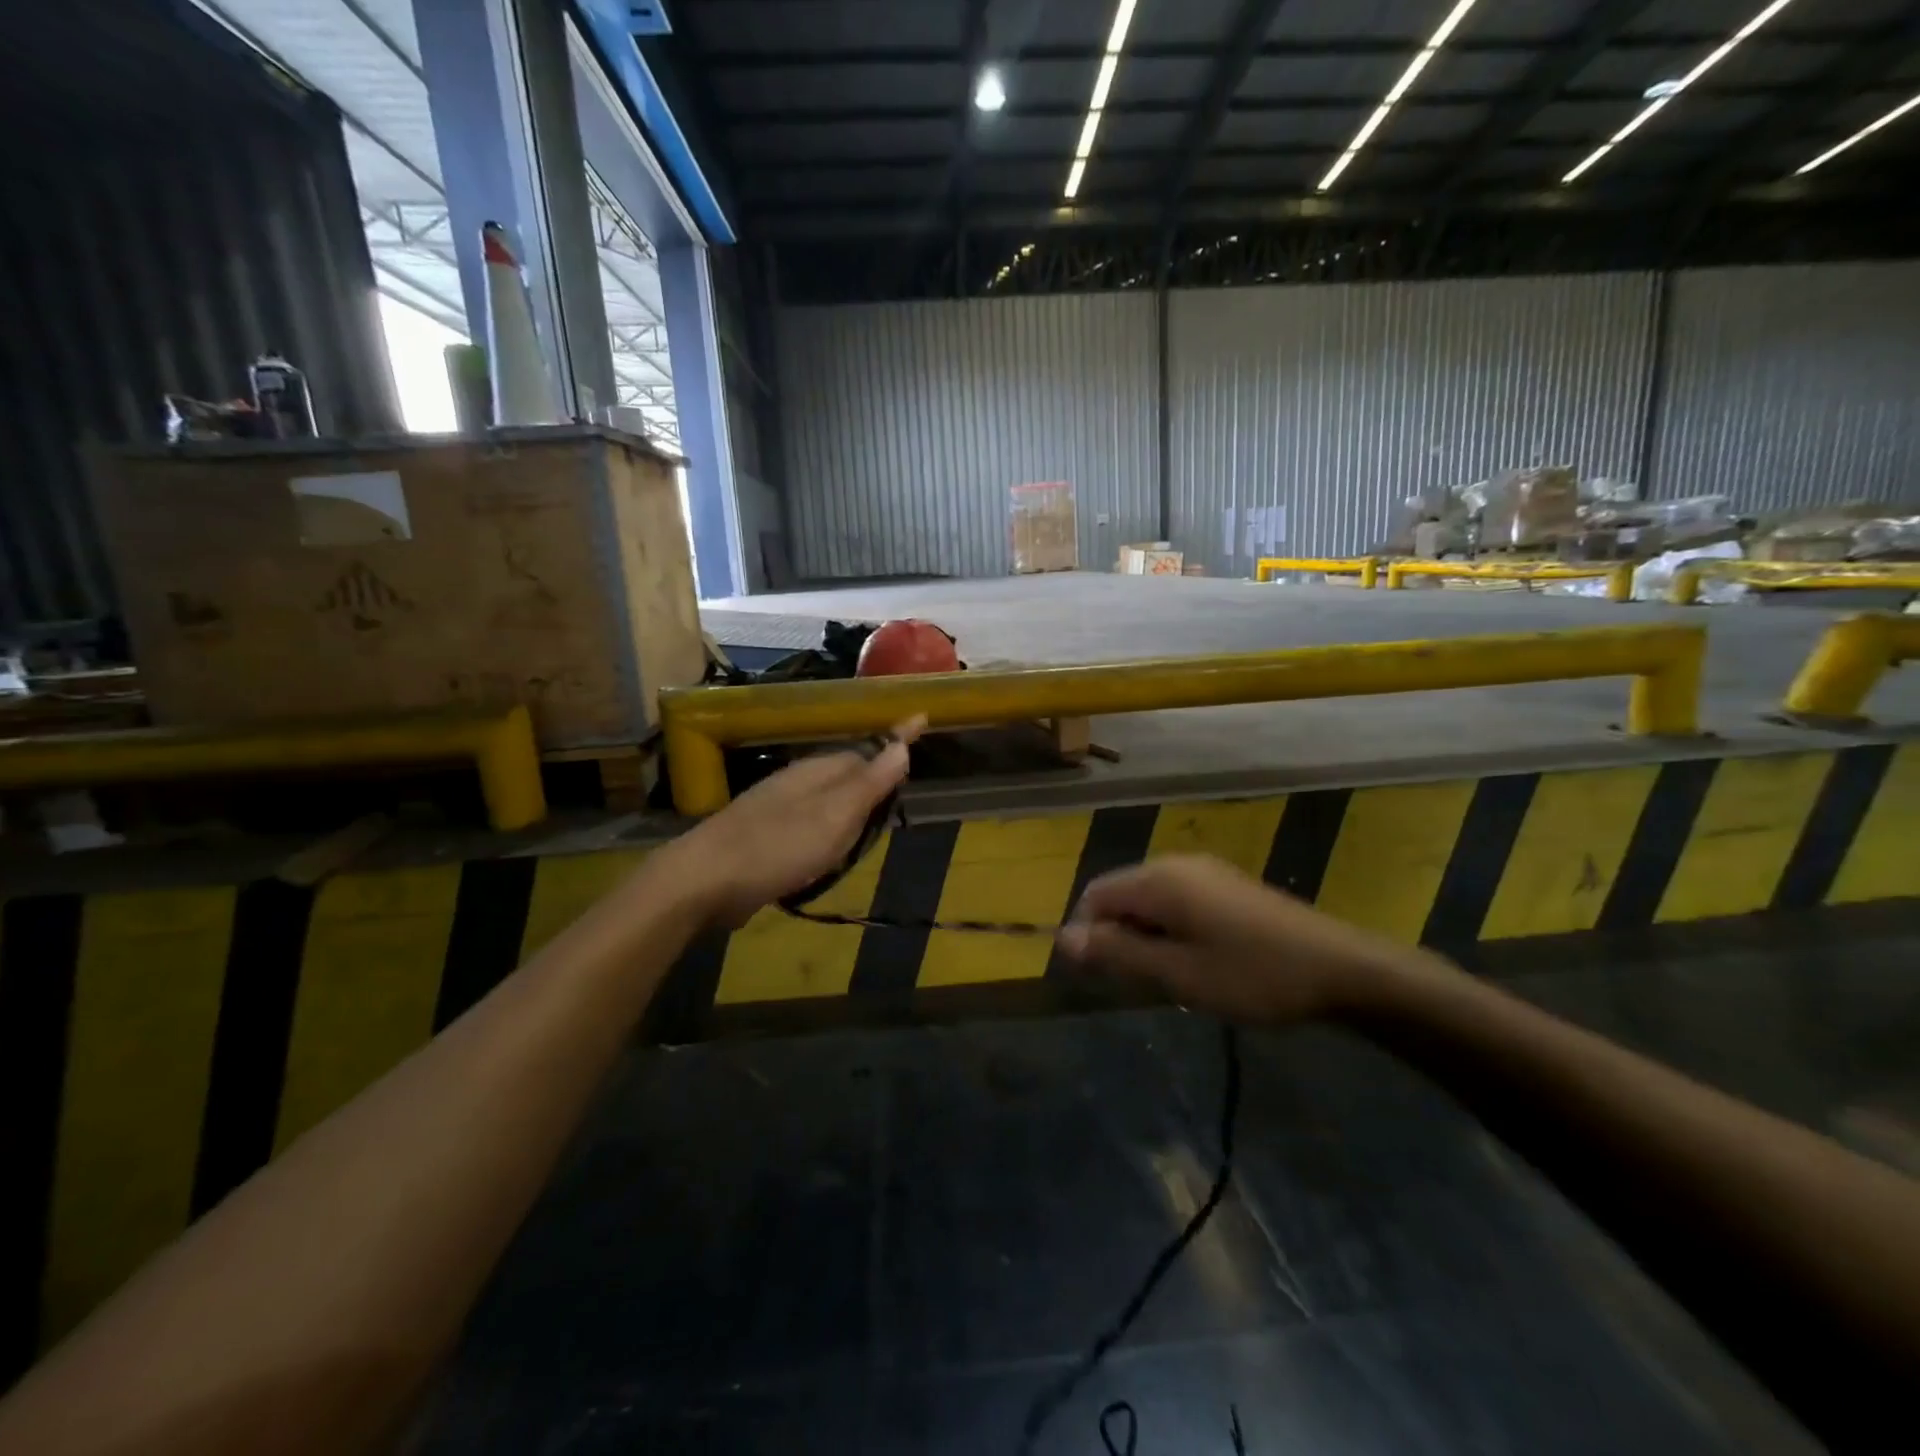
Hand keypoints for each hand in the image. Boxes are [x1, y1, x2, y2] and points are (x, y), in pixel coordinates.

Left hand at [660, 717, 924, 926]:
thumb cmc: (779, 846)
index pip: (868, 749)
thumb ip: (870, 782)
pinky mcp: (765, 838)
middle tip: (898, 793)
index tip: (922, 720)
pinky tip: (827, 855)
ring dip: (851, 812)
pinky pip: (810, 827)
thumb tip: (903, 745)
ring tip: (869, 828)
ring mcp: (779, 809)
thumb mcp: (836, 815)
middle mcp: (800, 782)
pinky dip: (827, 836)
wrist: (705, 880)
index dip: (896, 741)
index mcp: (820, 770)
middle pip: (849, 775)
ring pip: (829, 802)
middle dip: (875, 781)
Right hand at [1054, 854, 1416, 1023]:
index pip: (1095, 895)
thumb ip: (1118, 954)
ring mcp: (1204, 872)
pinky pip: (1177, 902)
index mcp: (1158, 879)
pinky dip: (1172, 930)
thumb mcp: (1178, 974)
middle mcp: (1175, 864)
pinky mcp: (1226, 885)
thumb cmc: (1253, 975)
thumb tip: (1062, 939)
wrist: (1341, 969)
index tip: (1108, 979)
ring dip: (1147, 938)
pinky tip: (1201, 963)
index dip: (1089, 935)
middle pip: (1121, 895)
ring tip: (1175, 979)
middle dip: (1119, 938)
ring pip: (1149, 901)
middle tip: (1145, 985)